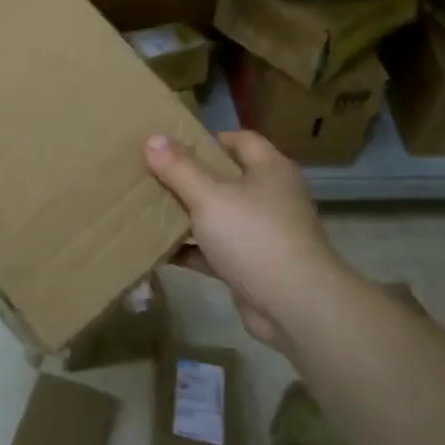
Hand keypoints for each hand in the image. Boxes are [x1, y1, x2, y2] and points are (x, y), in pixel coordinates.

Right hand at [144, 130, 342, 346]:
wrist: (294, 306)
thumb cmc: (254, 236)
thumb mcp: (209, 197)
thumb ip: (179, 168)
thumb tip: (153, 138)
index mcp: (270, 170)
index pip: (241, 140)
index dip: (209, 139)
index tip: (173, 144)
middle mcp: (271, 197)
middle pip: (227, 178)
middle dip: (191, 177)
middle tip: (154, 174)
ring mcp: (264, 233)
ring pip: (220, 216)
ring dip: (189, 216)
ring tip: (149, 209)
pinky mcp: (253, 266)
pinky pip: (217, 251)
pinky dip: (193, 250)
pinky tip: (160, 251)